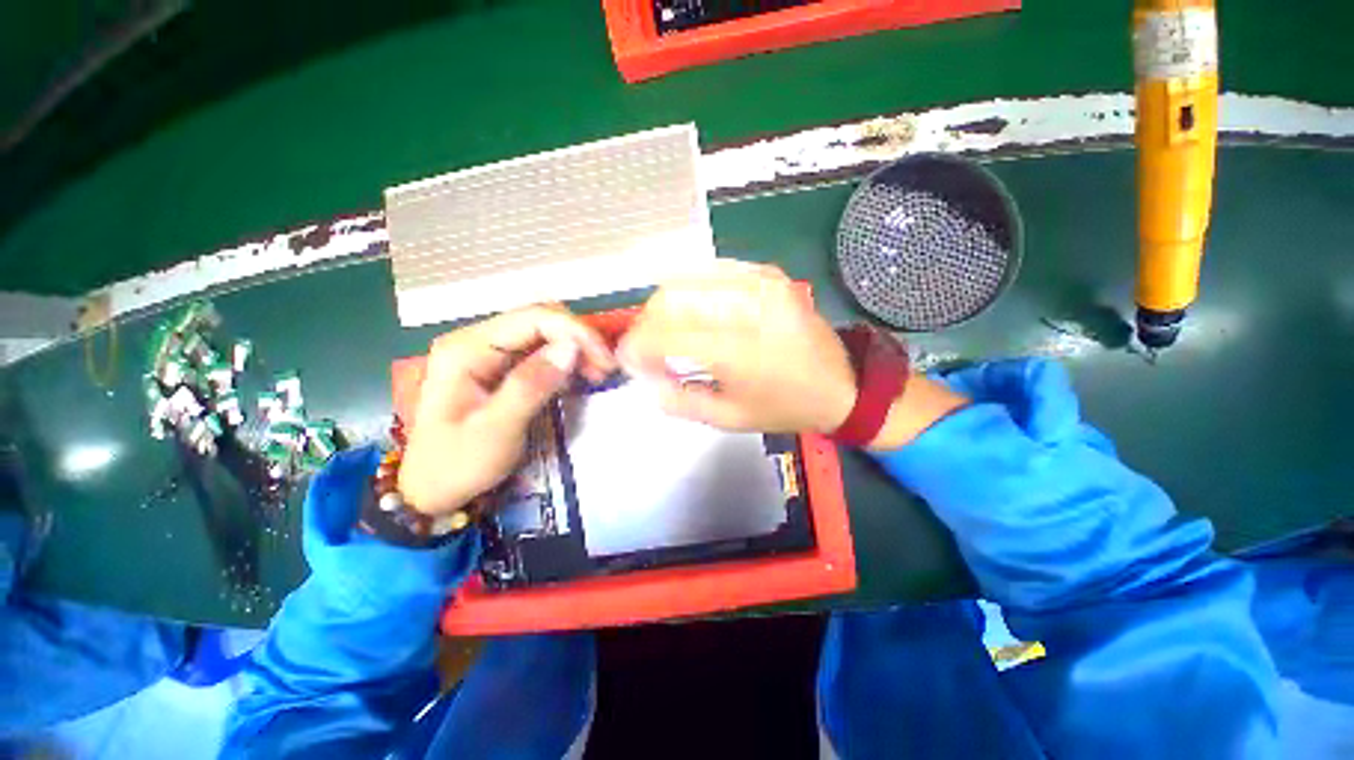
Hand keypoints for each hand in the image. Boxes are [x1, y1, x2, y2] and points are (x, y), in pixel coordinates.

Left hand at [398, 305, 615, 515]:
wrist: (431, 490)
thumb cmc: (457, 464)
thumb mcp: (496, 430)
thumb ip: (531, 385)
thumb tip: (571, 348)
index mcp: (467, 348)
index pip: (533, 318)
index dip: (575, 332)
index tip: (604, 361)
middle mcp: (477, 340)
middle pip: (540, 319)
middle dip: (578, 338)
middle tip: (604, 369)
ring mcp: (487, 352)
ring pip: (544, 332)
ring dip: (575, 347)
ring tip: (597, 373)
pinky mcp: (499, 367)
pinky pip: (540, 351)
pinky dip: (565, 359)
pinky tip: (578, 376)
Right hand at [618, 261, 856, 433]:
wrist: (841, 382)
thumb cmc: (785, 407)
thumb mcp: (728, 419)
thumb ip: (679, 401)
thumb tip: (646, 380)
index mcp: (737, 351)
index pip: (664, 334)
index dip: (636, 346)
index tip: (629, 360)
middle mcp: (746, 307)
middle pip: (670, 298)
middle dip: (647, 323)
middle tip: (648, 347)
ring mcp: (759, 283)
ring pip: (685, 278)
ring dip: (665, 305)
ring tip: (668, 330)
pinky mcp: (767, 273)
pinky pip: (711, 270)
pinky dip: (690, 289)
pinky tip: (692, 310)